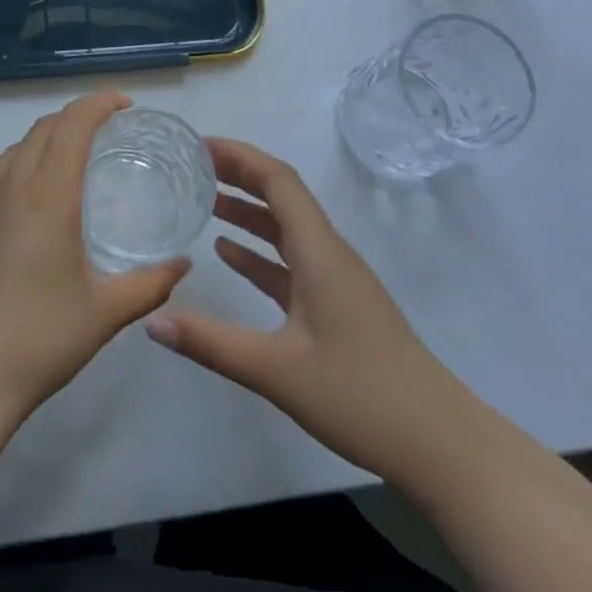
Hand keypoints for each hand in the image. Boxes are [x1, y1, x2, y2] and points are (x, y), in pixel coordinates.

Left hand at [0, 91, 189, 415]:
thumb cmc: (39, 339)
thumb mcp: (105, 313)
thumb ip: (150, 284)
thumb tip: (183, 265)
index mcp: (47, 198)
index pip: (72, 126)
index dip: (98, 103)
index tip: (124, 104)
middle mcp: (10, 190)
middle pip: (42, 129)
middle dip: (75, 116)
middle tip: (106, 129)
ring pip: (14, 150)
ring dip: (46, 138)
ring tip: (71, 157)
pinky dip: (22, 166)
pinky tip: (34, 203)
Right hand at [146, 138, 474, 479]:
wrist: (439, 443)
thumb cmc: (361, 396)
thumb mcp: (276, 371)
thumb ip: (212, 343)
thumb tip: (151, 321)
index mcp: (320, 251)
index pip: (279, 181)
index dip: (240, 156)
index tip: (199, 147)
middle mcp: (328, 253)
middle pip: (282, 196)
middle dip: (240, 175)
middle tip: (193, 166)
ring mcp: (335, 280)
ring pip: (286, 228)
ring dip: (248, 211)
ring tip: (203, 200)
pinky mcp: (337, 305)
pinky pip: (291, 262)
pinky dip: (259, 251)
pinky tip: (228, 254)